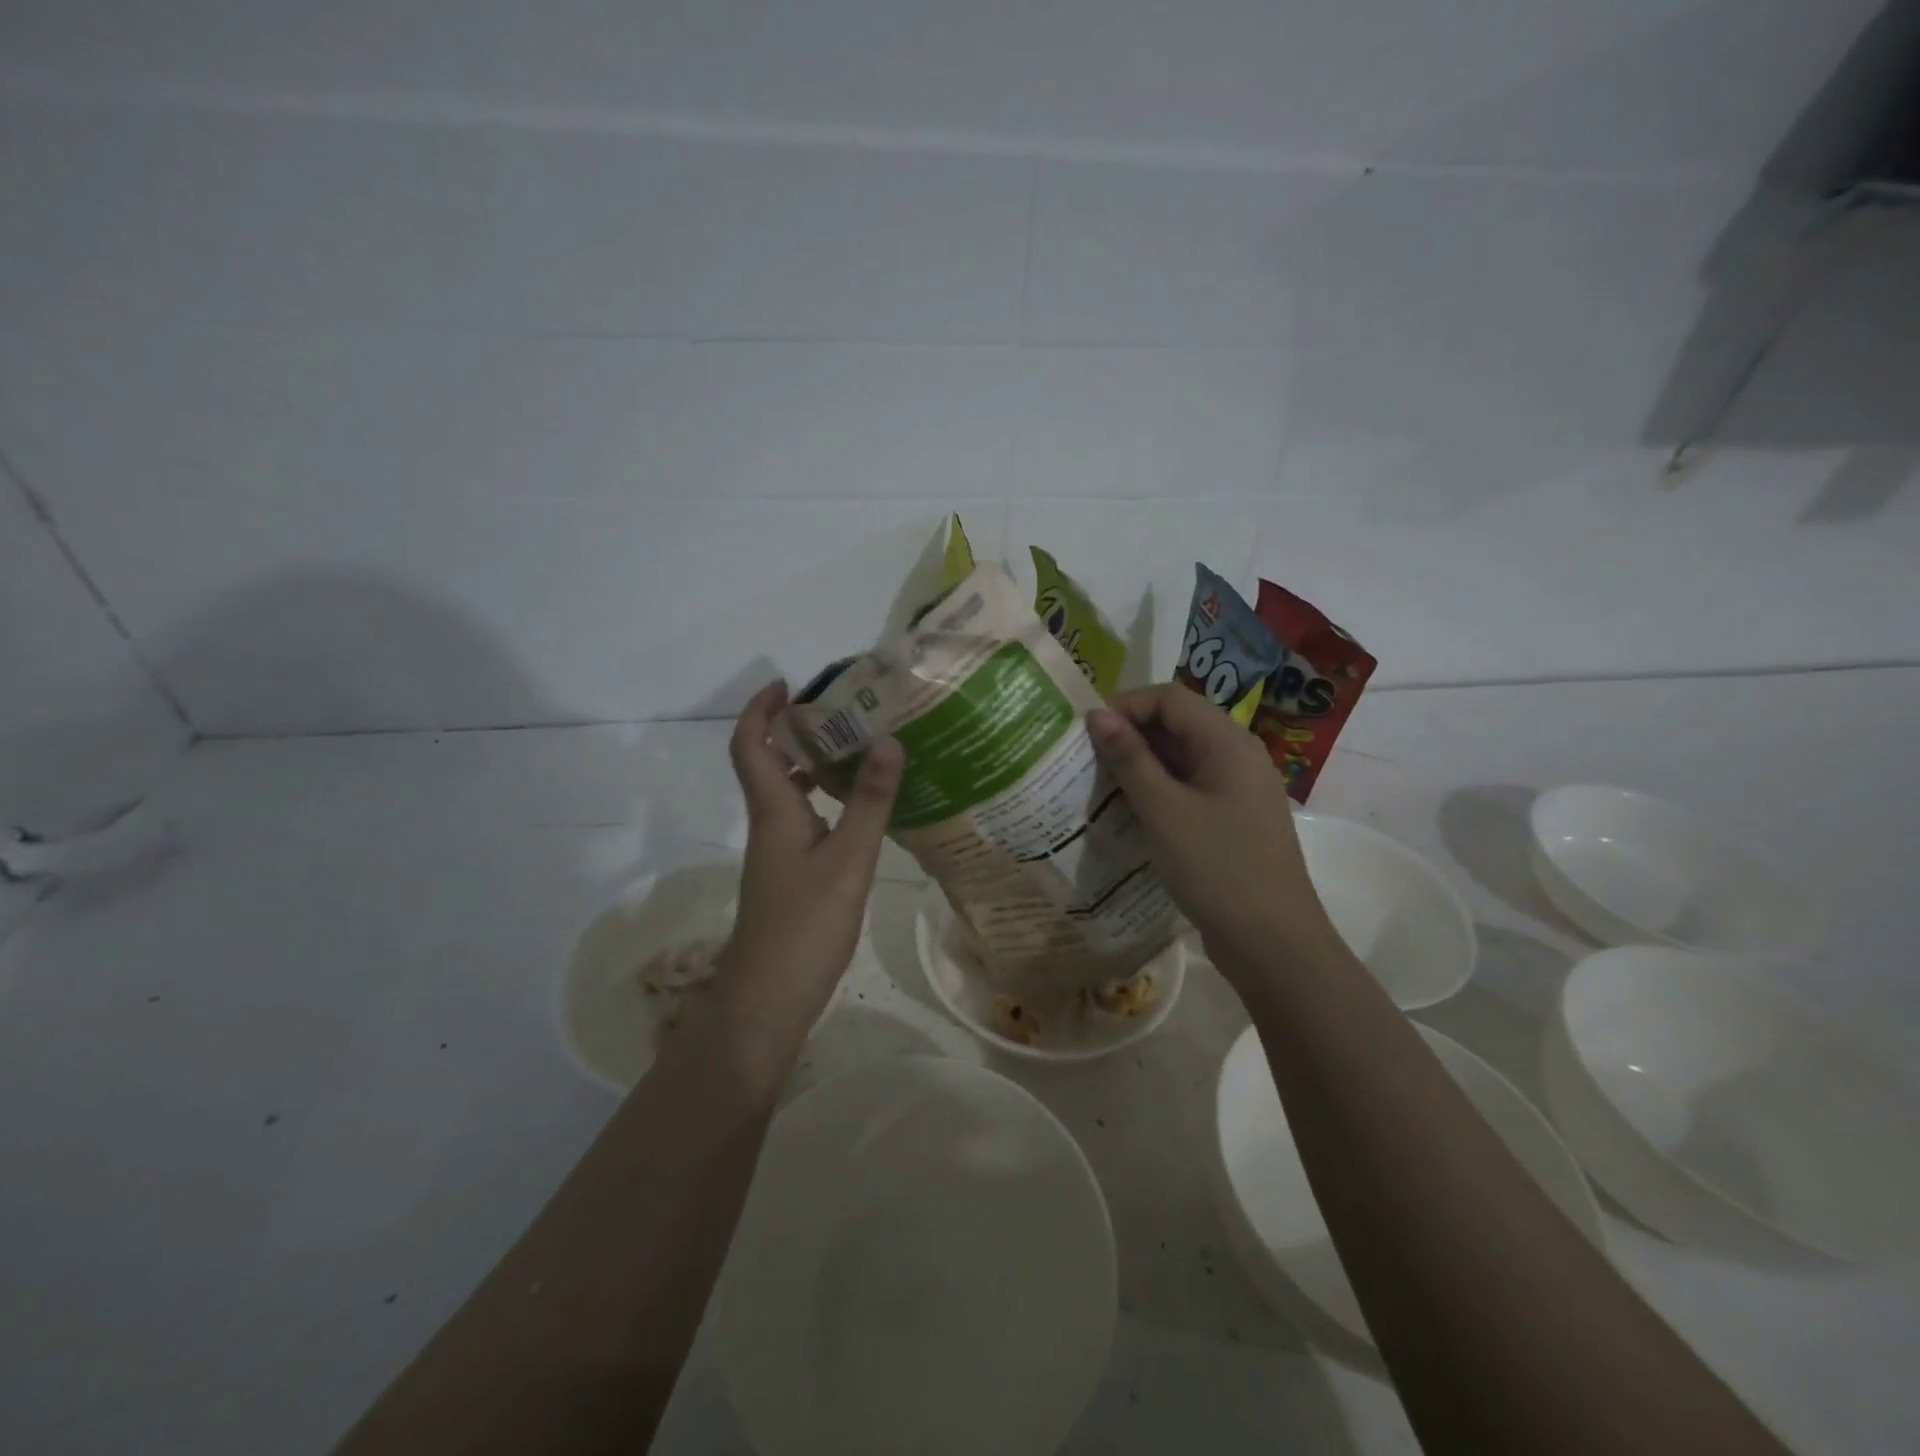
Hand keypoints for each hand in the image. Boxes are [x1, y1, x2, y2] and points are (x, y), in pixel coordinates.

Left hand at [688, 681, 902, 1080]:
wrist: (769, 998)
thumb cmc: (805, 924)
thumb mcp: (849, 858)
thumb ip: (870, 801)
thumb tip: (887, 740)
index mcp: (774, 811)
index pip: (751, 746)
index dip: (760, 710)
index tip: (787, 684)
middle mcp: (770, 823)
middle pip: (768, 764)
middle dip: (795, 731)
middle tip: (841, 713)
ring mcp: (778, 852)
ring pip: (788, 793)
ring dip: (813, 766)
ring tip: (859, 750)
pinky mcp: (791, 874)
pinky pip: (805, 820)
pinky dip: (826, 802)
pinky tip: (862, 811)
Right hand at [1087, 685, 1337, 984]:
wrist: (1272, 942)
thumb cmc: (1216, 868)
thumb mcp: (1164, 810)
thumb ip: (1129, 759)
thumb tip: (1095, 714)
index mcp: (1227, 742)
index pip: (1169, 698)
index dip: (1125, 705)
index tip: (1085, 732)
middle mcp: (1237, 755)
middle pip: (1177, 723)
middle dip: (1129, 734)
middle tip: (1085, 760)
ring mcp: (1237, 788)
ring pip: (1181, 757)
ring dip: (1140, 764)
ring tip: (1098, 784)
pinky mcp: (1231, 817)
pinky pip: (1189, 786)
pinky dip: (1157, 790)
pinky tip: (1128, 811)